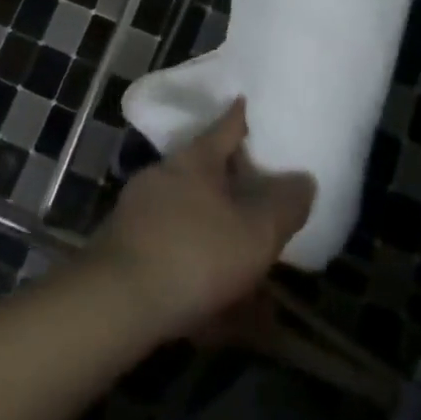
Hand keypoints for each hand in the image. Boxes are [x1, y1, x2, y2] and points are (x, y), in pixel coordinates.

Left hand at [86, 99, 313, 341]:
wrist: (115, 304)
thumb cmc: (194, 254)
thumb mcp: (255, 232)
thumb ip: (284, 206)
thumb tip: (305, 179)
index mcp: (196, 159)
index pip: (228, 124)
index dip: (245, 114)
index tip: (255, 102)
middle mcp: (166, 175)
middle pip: (207, 172)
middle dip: (233, 187)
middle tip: (261, 200)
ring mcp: (141, 213)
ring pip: (191, 219)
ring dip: (218, 241)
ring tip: (249, 276)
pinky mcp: (127, 253)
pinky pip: (175, 258)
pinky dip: (200, 278)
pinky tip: (220, 317)